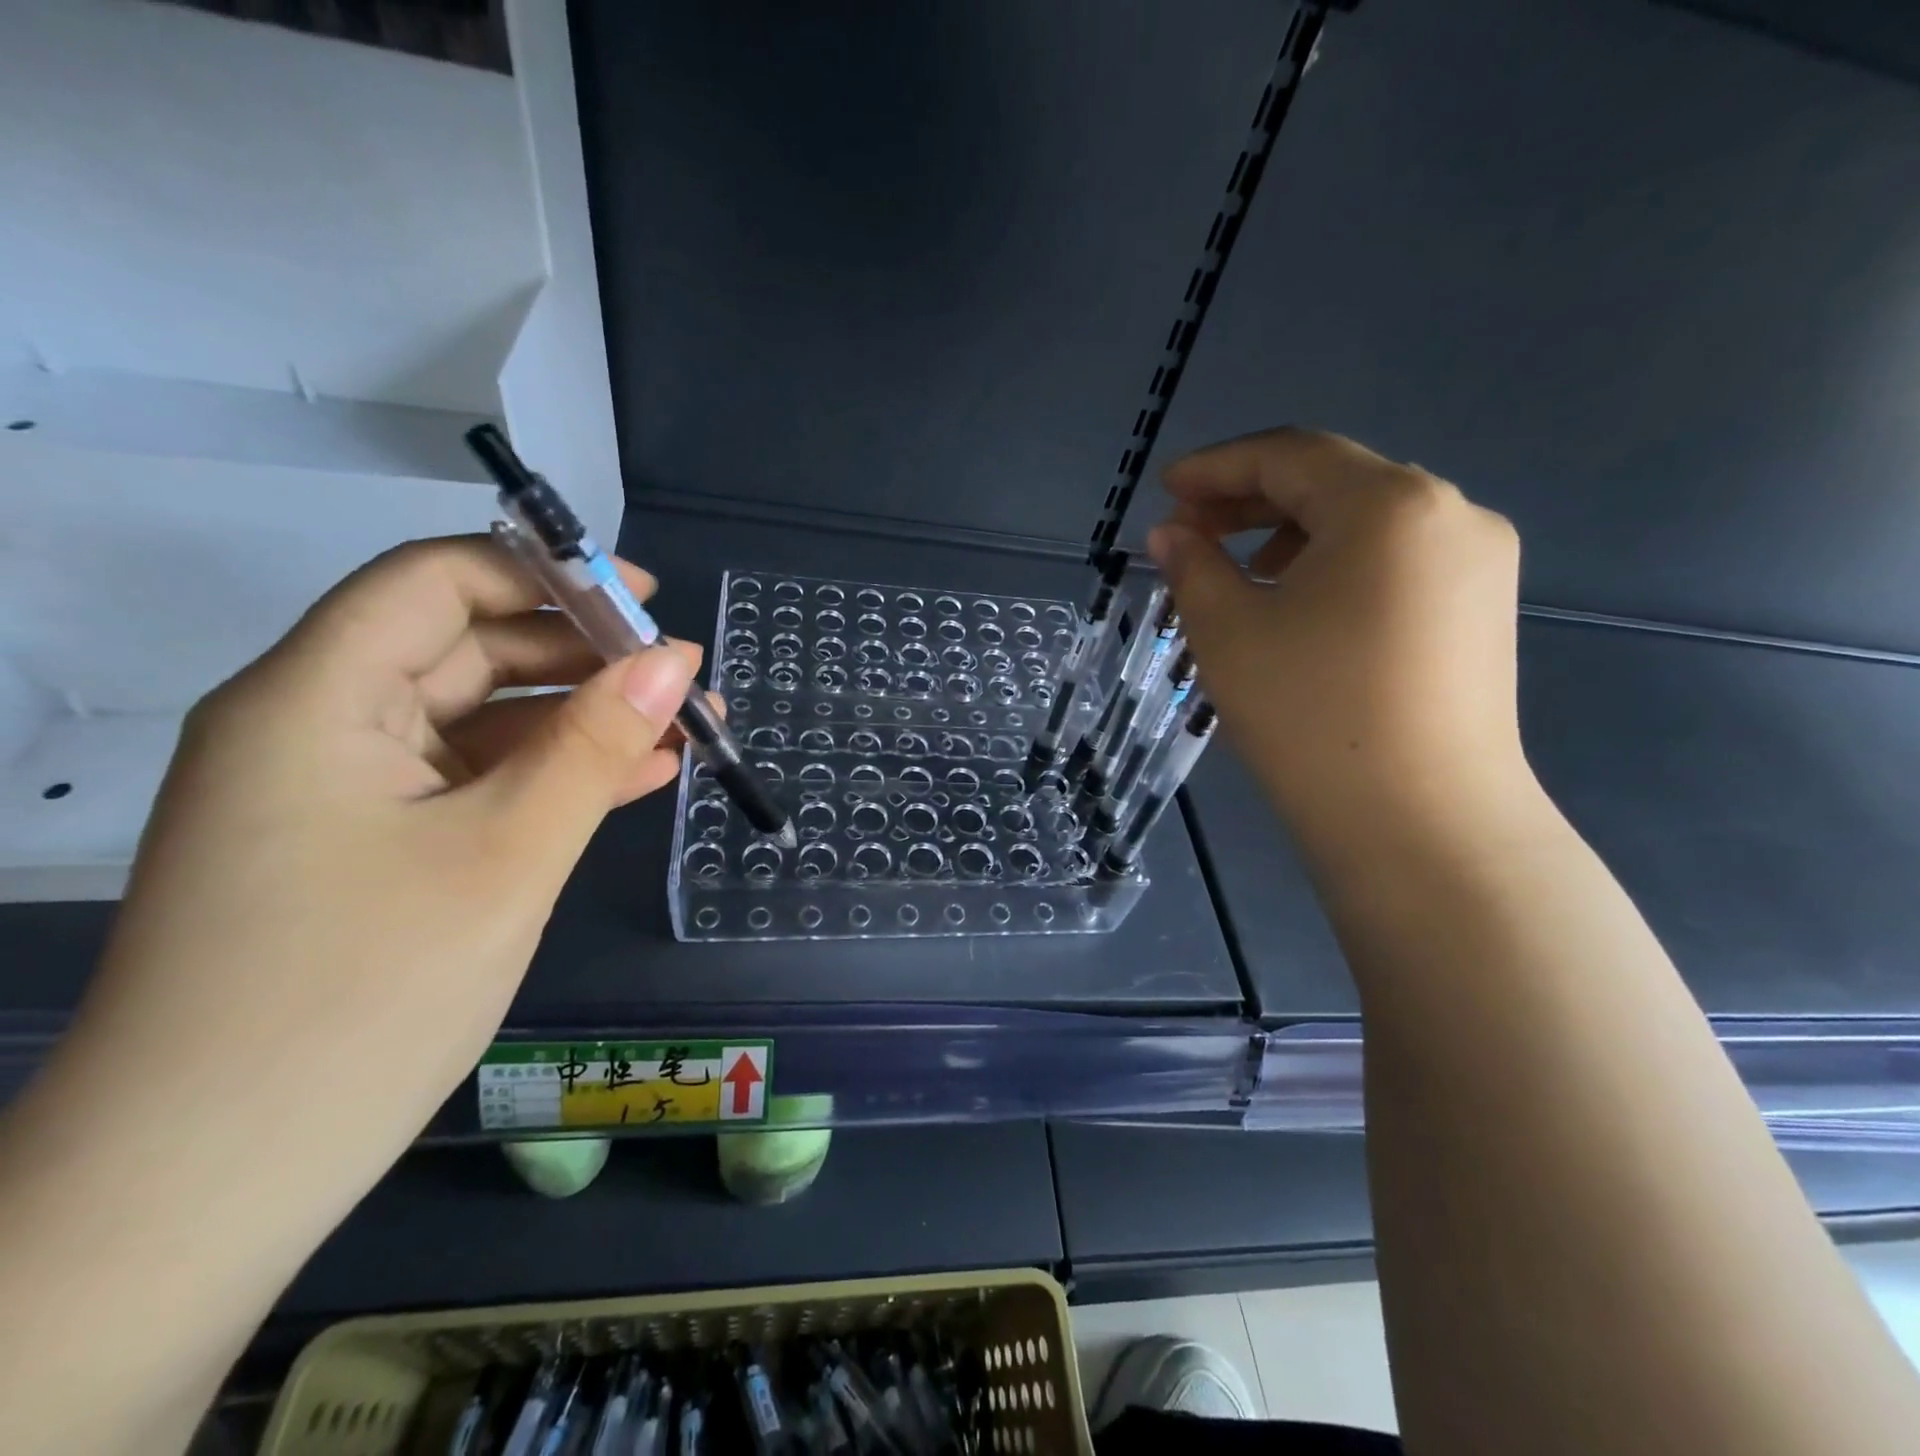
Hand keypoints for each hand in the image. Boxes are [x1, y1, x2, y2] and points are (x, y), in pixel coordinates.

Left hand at [72, 536, 700, 1208]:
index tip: (646, 600)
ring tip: (686, 733)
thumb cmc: (358, 1000)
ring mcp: (346, 793)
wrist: (208, 1188)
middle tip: (685, 684)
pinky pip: (477, 782)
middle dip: (584, 657)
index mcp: (315, 698)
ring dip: (584, 722)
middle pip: (467, 648)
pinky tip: (637, 780)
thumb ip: (594, 745)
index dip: (546, 573)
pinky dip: (555, 775)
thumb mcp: (506, 854)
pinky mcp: (373, 848)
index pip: (436, 582)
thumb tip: (674, 662)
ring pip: (483, 721)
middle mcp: (318, 727)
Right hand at [1149, 427, 1530, 855]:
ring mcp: (1479, 563)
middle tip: (1190, 532)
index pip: (1290, 455)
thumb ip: (1193, 566)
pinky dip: (1338, 564)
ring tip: (1240, 573)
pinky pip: (1398, 560)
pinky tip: (1301, 605)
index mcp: (1390, 504)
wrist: (1420, 825)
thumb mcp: (1228, 633)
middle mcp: (1451, 513)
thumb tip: (1172, 533)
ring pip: (1368, 520)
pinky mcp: (1483, 610)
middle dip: (1252, 499)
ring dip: (1293, 532)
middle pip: (1334, 480)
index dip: (1217, 466)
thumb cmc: (1309, 717)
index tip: (1164, 489)